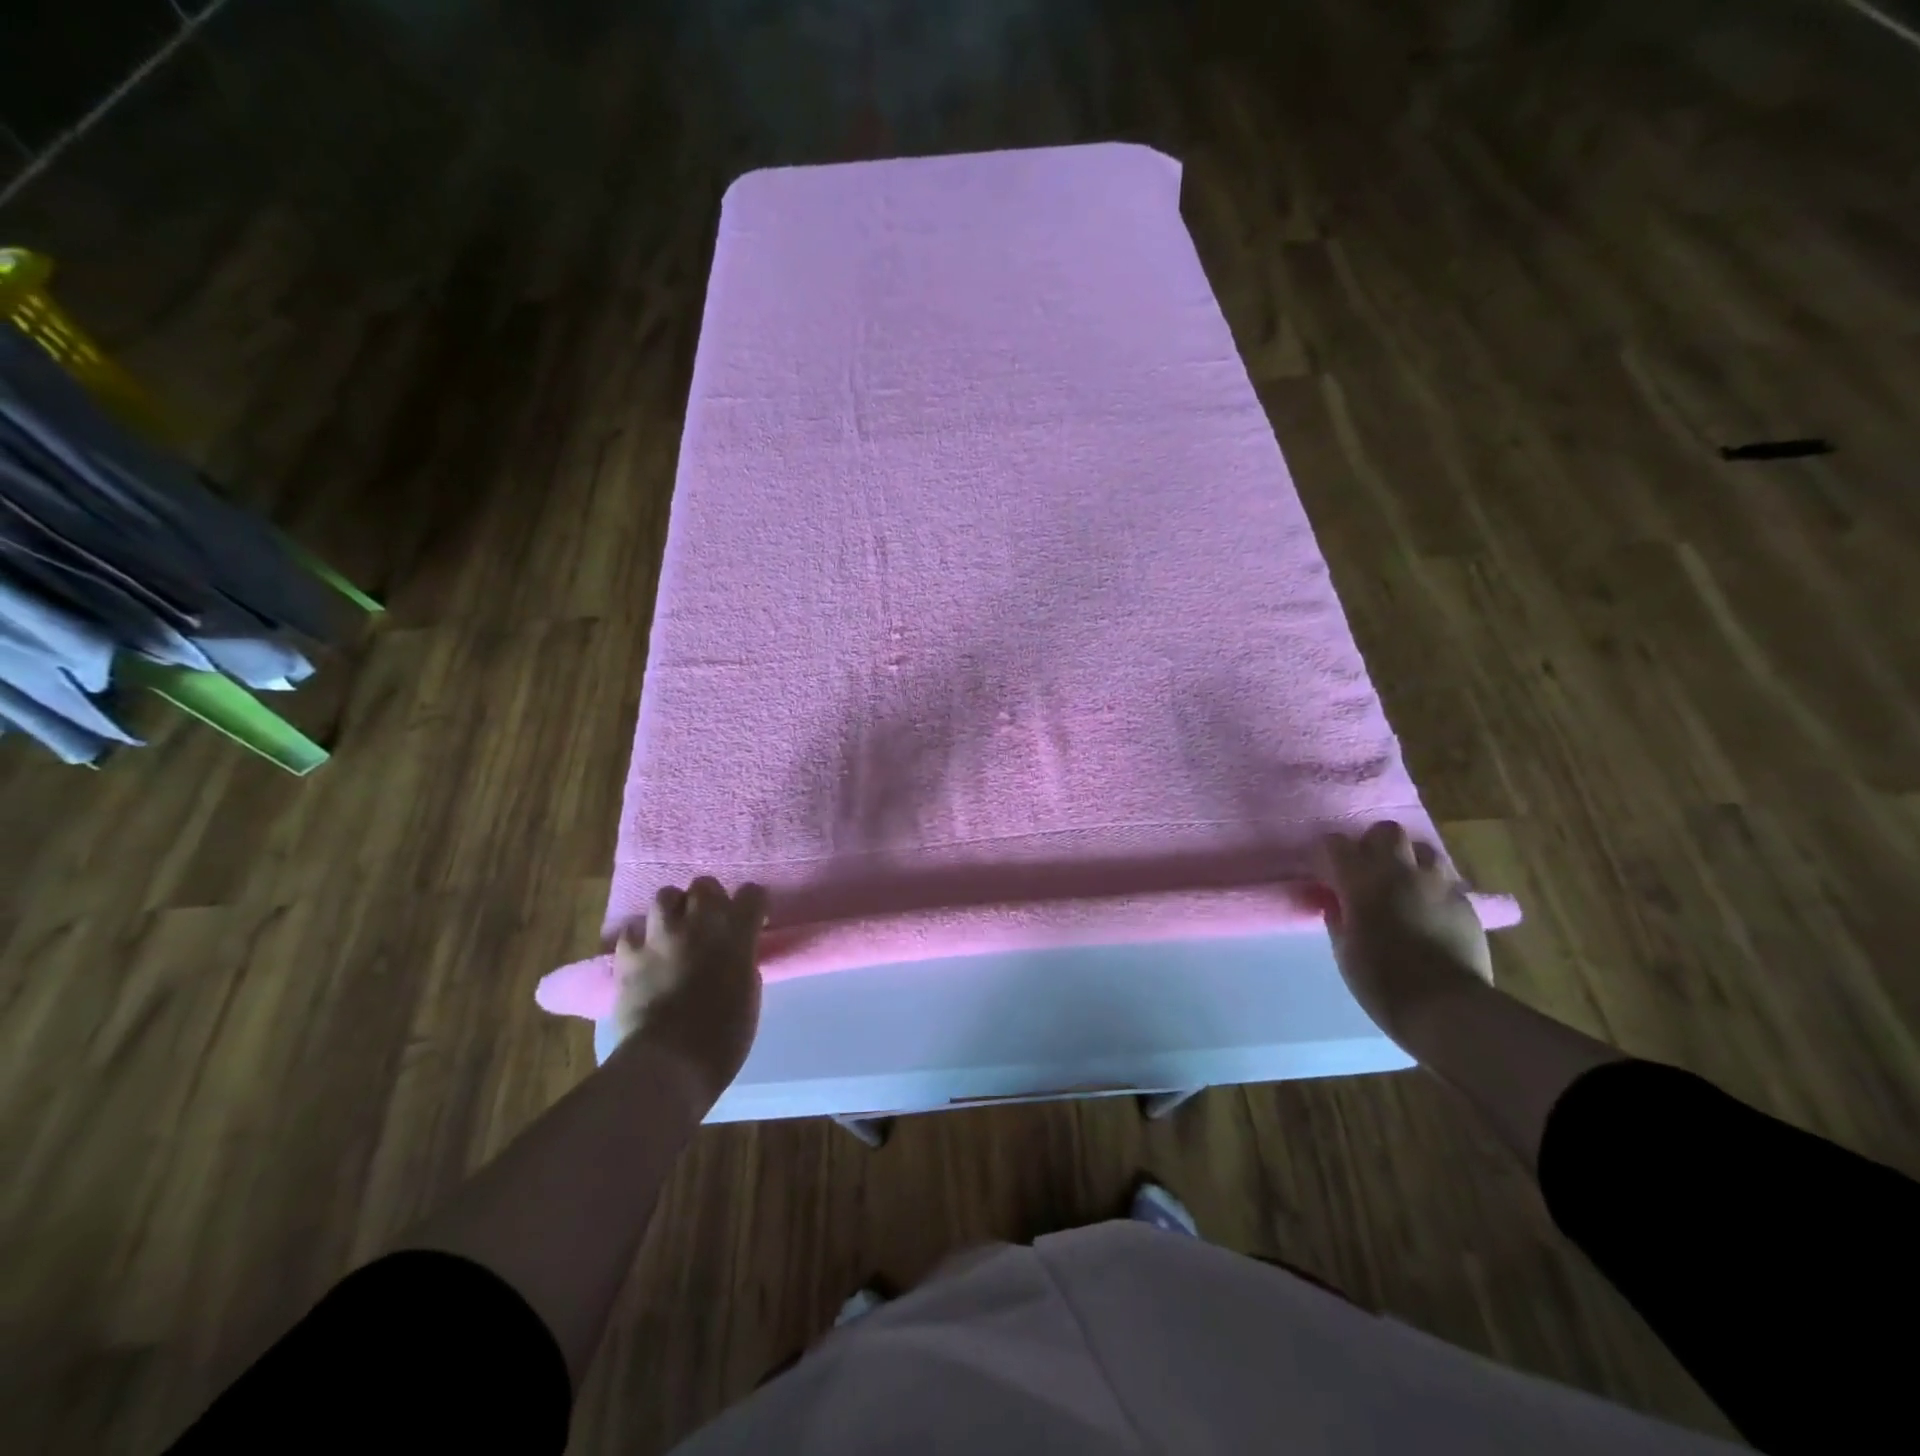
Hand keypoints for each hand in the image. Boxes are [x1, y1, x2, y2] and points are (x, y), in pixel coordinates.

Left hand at [612, 877, 767, 1102]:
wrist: (668, 1062)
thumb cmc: (723, 1037)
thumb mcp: (749, 994)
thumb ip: (743, 962)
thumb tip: (734, 955)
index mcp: (736, 933)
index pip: (752, 893)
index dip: (752, 905)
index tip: (753, 922)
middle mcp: (699, 923)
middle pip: (704, 885)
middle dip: (709, 899)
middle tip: (710, 923)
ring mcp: (660, 936)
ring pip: (665, 896)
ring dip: (673, 910)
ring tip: (674, 930)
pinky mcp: (628, 955)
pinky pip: (632, 931)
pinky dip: (639, 939)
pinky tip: (645, 954)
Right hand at [1319, 821, 1492, 1043]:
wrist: (1447, 1008)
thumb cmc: (1382, 982)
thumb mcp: (1344, 950)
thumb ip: (1338, 916)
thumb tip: (1336, 901)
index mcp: (1361, 881)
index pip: (1335, 844)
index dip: (1326, 854)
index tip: (1323, 871)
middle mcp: (1400, 872)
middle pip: (1386, 831)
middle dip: (1373, 843)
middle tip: (1367, 868)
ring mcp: (1438, 884)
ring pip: (1423, 848)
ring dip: (1409, 860)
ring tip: (1403, 882)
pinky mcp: (1466, 902)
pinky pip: (1446, 879)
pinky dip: (1433, 886)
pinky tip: (1429, 907)